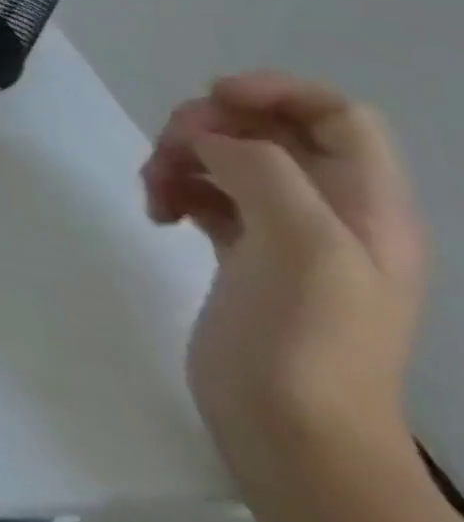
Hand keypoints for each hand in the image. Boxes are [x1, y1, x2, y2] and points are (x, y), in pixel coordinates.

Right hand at [141, 72, 425, 449]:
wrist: (294, 431)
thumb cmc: (310, 335)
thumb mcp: (304, 243)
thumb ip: (263, 169)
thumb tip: (210, 140)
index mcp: (367, 204)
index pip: (335, 113)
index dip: (275, 90)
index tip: (211, 100)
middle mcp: (331, 210)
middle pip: (265, 128)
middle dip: (205, 127)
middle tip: (170, 154)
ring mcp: (284, 233)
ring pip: (224, 156)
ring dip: (177, 156)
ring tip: (154, 190)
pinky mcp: (241, 252)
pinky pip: (203, 190)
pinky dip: (173, 186)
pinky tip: (158, 212)